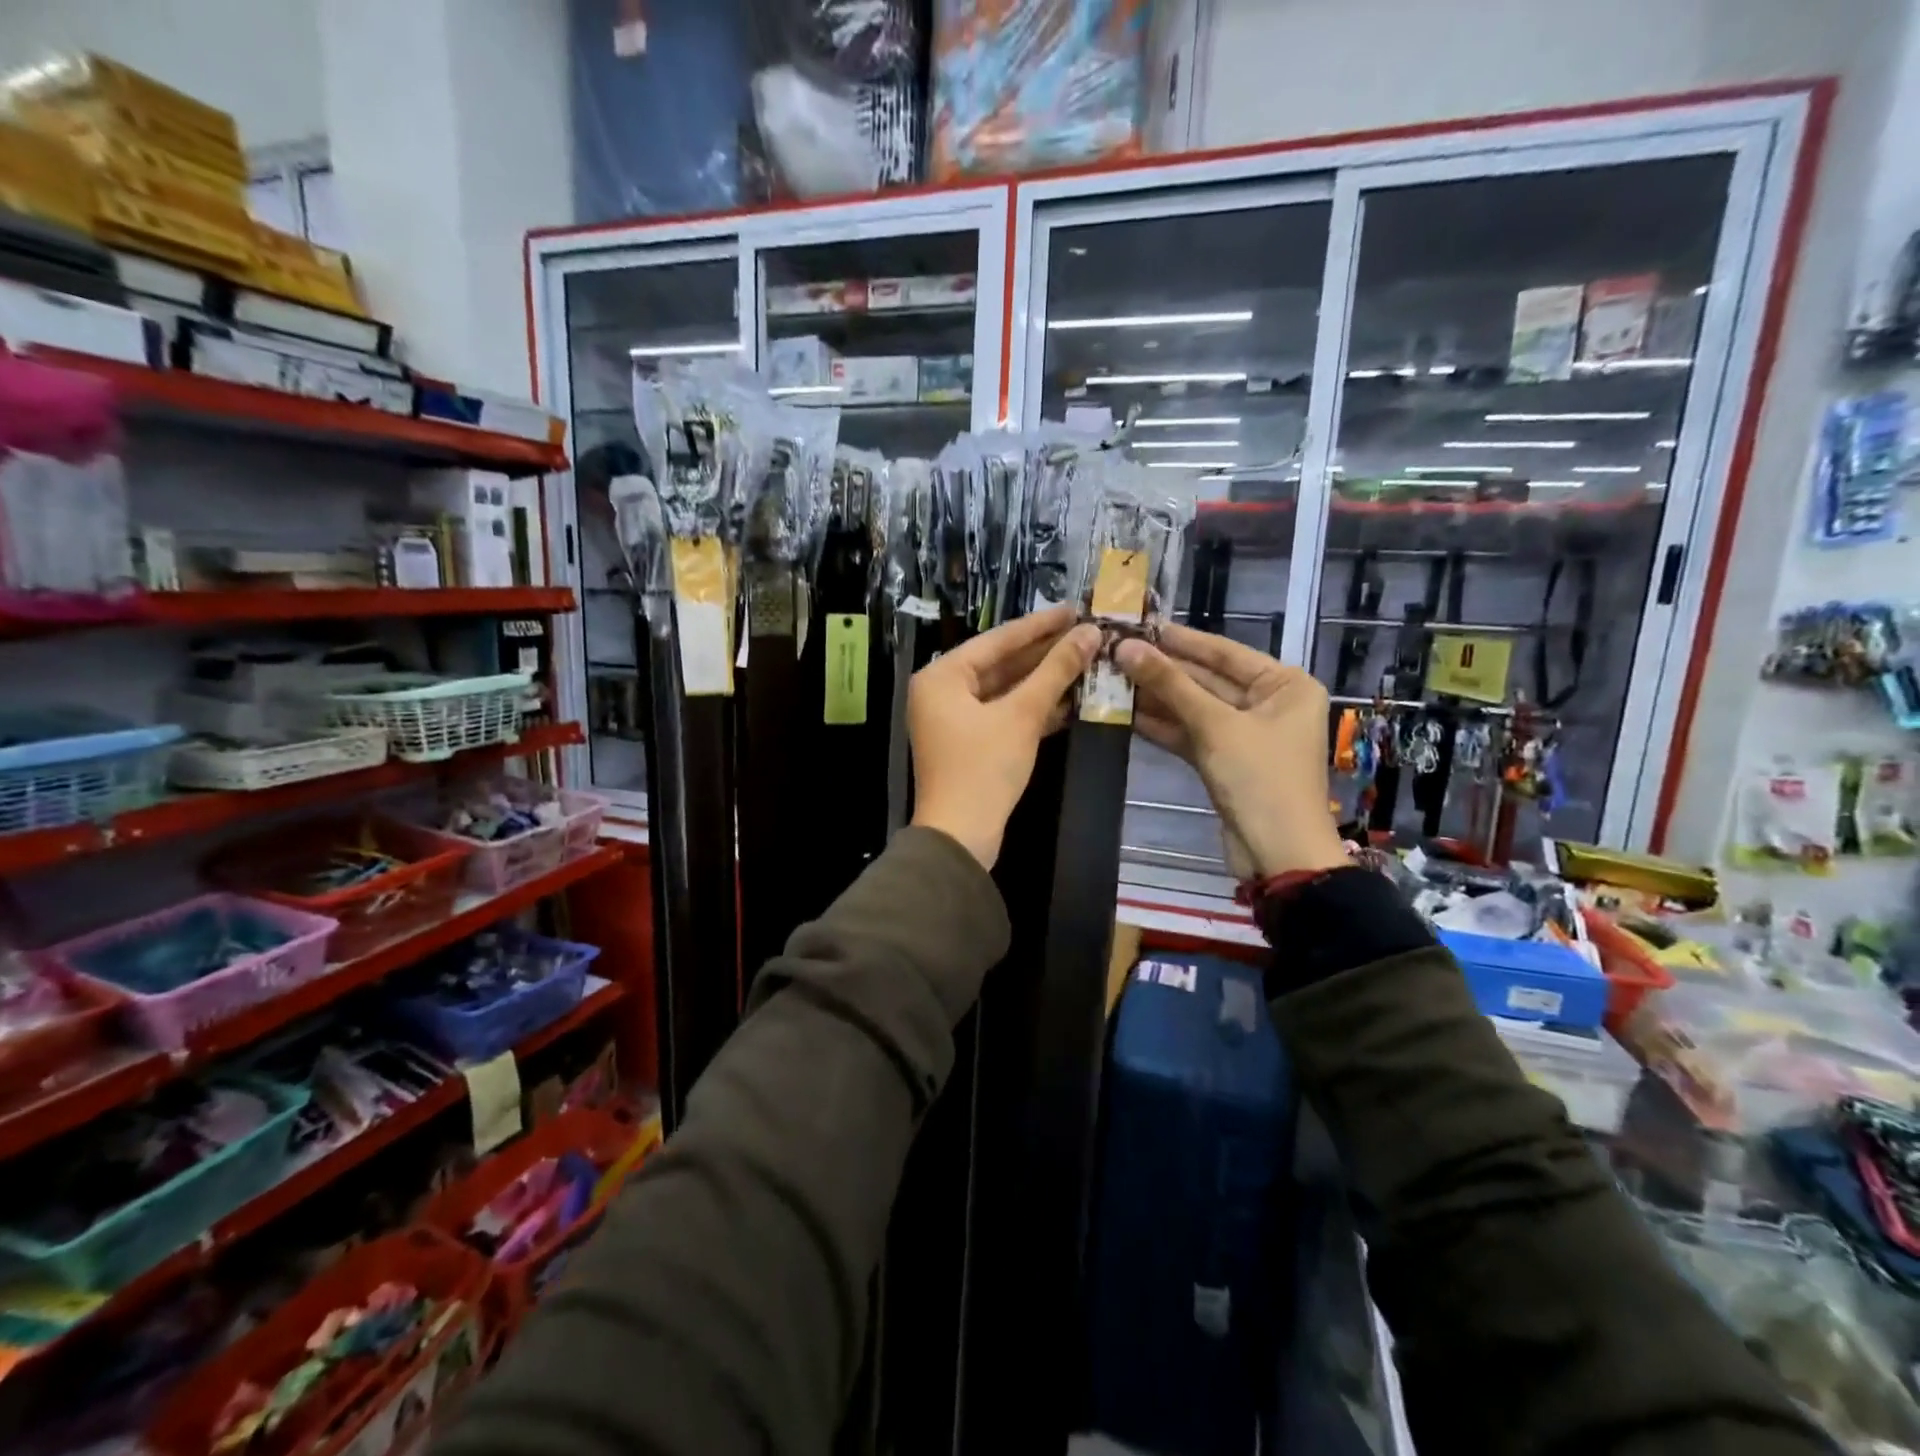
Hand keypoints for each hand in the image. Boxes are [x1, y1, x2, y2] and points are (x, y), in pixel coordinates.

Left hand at [909, 606, 1099, 868]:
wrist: (961, 837)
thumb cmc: (984, 768)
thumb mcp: (1022, 715)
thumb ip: (1055, 671)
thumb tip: (1090, 634)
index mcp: (942, 676)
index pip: (997, 640)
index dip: (1039, 625)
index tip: (1074, 609)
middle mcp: (942, 691)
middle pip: (1001, 664)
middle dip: (1044, 654)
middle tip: (1086, 635)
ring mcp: (954, 719)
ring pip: (1005, 691)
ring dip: (1043, 682)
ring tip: (1086, 663)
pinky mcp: (970, 744)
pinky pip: (1003, 714)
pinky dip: (1033, 709)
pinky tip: (1070, 700)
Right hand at [1115, 625, 1346, 879]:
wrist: (1278, 853)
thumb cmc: (1260, 778)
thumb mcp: (1215, 726)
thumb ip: (1170, 685)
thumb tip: (1125, 647)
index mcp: (1285, 685)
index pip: (1224, 652)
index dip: (1179, 639)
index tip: (1139, 624)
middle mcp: (1269, 703)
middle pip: (1207, 679)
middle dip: (1162, 670)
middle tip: (1115, 652)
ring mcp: (1245, 734)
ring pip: (1195, 708)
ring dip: (1156, 698)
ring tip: (1111, 678)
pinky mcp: (1225, 760)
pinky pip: (1191, 733)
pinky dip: (1163, 726)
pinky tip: (1125, 713)